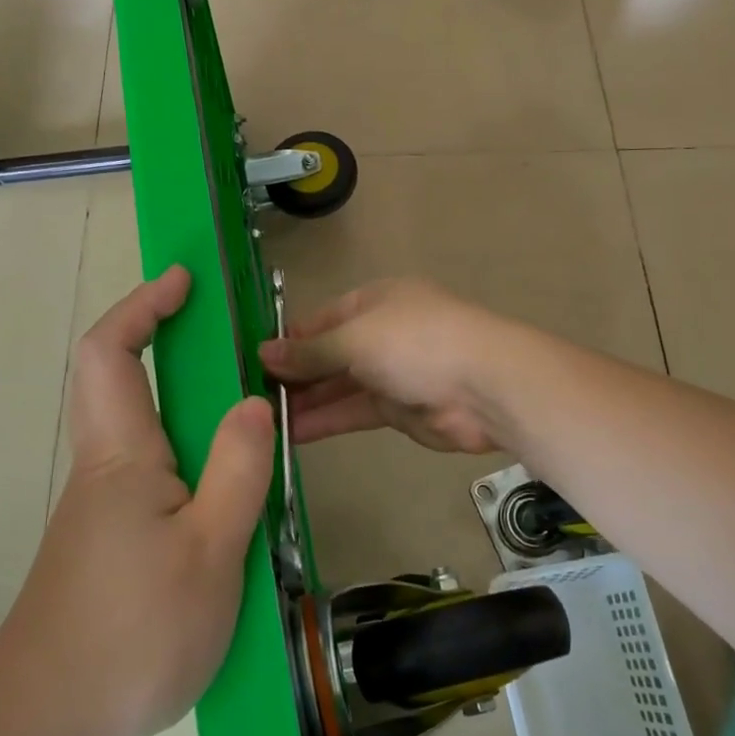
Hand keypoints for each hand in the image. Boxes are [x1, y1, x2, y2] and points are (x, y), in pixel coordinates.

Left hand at [0, 266, 276, 735]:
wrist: (41, 730)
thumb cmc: (131, 635)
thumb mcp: (210, 552)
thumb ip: (238, 471)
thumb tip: (254, 400)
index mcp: (122, 454)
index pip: (111, 351)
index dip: (142, 305)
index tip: (184, 281)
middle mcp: (104, 467)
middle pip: (118, 380)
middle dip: (162, 338)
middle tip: (224, 335)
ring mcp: (100, 508)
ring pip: (137, 428)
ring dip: (178, 398)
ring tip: (240, 407)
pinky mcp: (106, 543)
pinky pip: (147, 472)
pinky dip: (183, 449)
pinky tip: (222, 490)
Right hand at [260, 278, 512, 453]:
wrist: (484, 386)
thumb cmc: (415, 343)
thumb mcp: (355, 338)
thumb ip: (310, 351)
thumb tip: (263, 351)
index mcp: (373, 302)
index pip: (320, 319)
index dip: (288, 339)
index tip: (252, 360)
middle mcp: (379, 333)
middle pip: (327, 354)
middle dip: (293, 373)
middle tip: (250, 396)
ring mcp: (390, 372)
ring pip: (338, 386)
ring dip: (304, 400)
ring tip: (262, 419)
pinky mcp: (397, 409)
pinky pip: (353, 411)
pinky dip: (325, 420)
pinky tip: (291, 433)